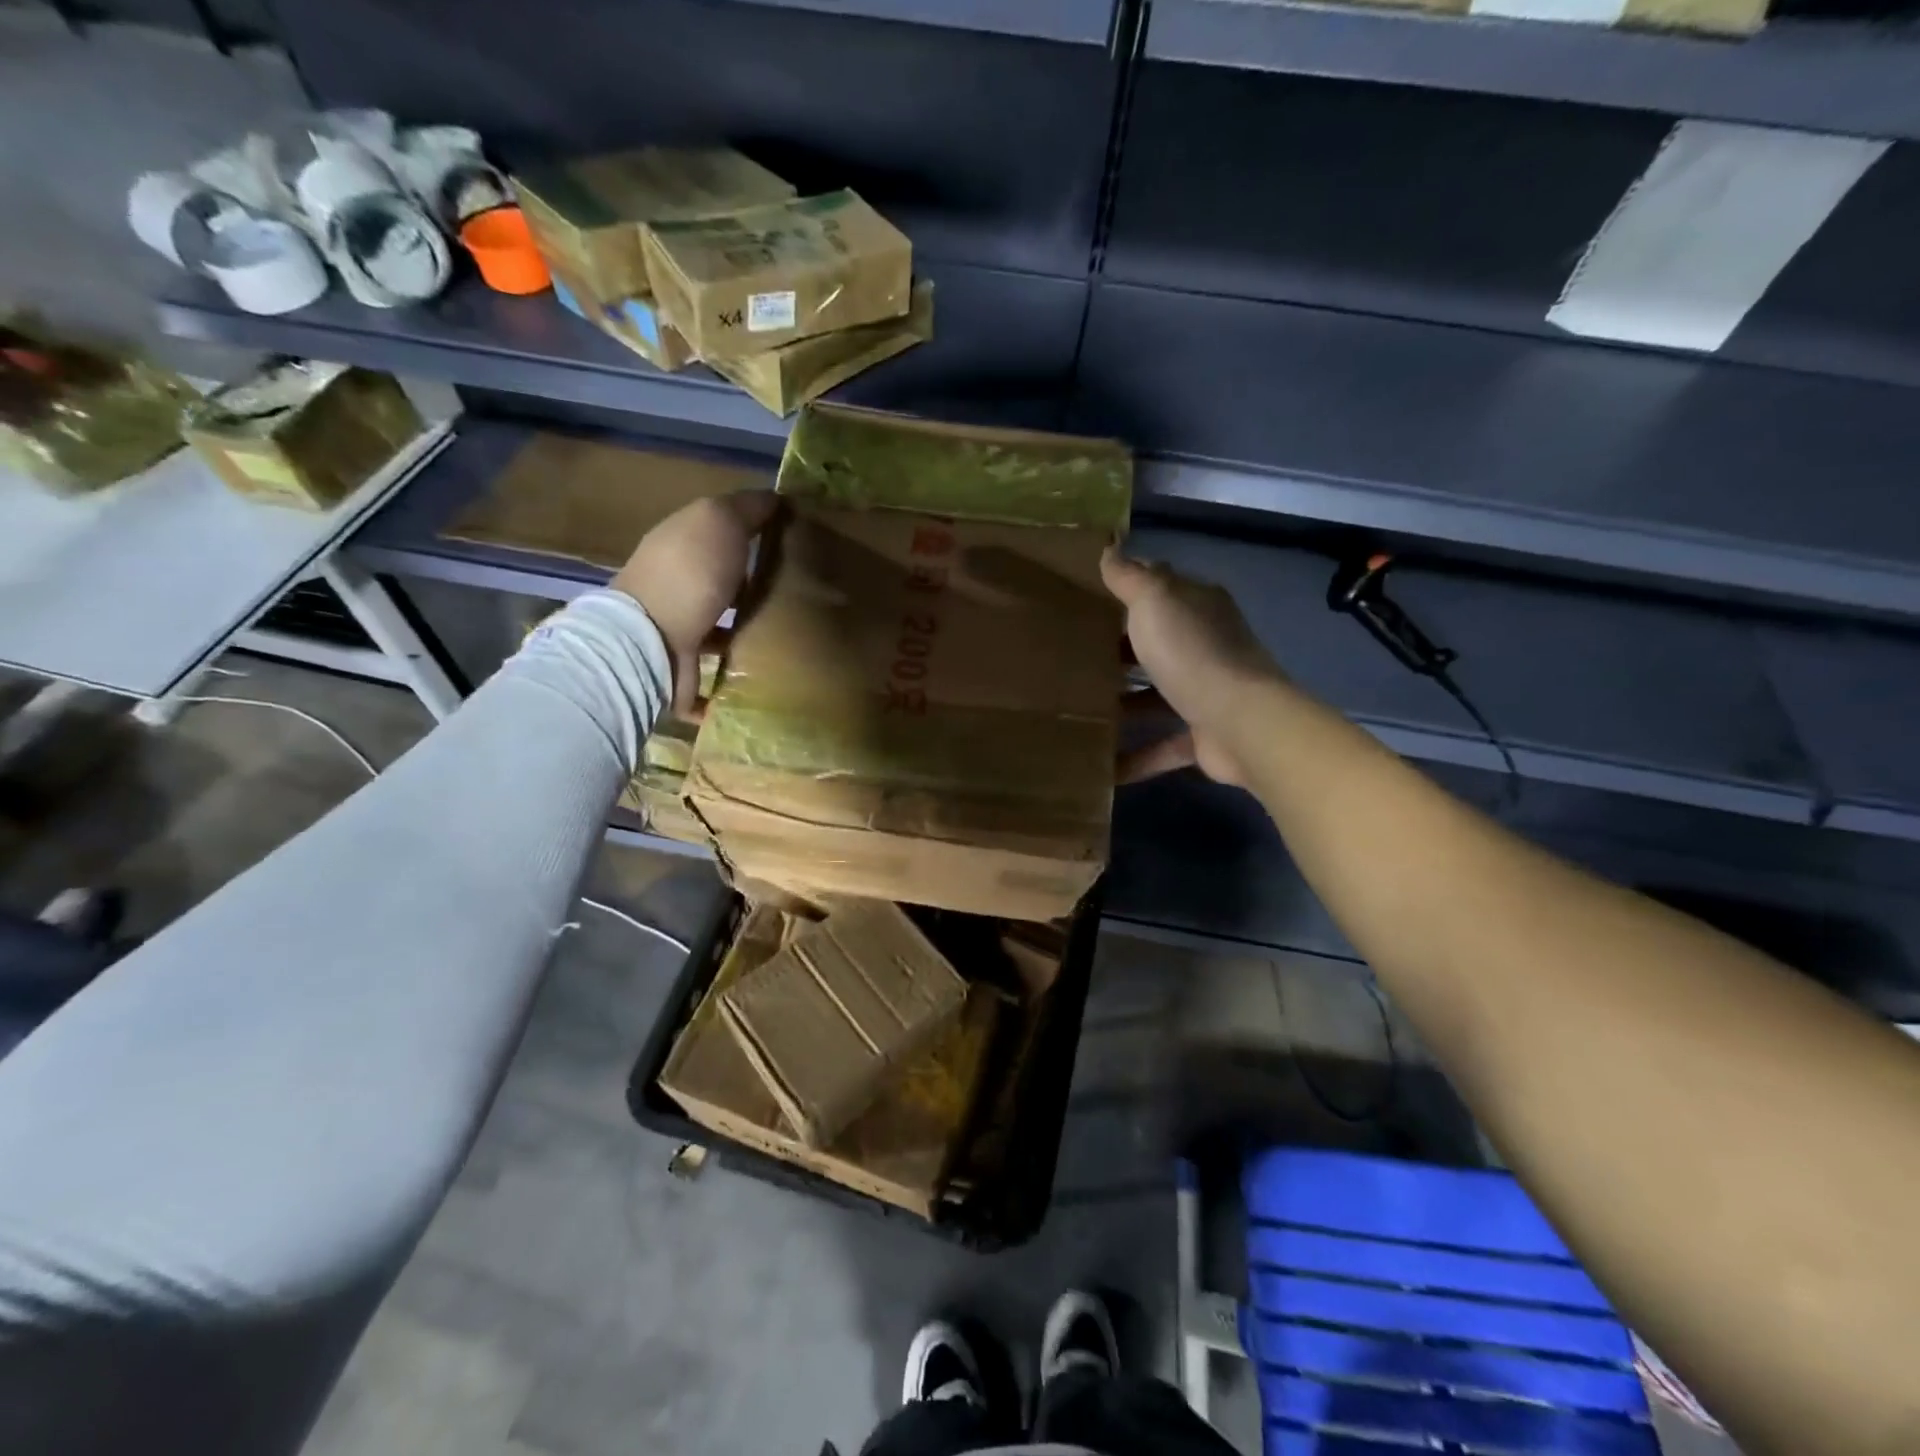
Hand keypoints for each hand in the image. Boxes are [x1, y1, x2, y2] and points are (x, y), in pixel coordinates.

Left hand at [612, 491, 778, 714]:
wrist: (654, 642)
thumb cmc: (690, 574)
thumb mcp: (720, 521)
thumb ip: (747, 508)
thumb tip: (776, 498)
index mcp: (682, 542)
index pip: (723, 529)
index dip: (757, 530)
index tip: (796, 540)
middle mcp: (678, 581)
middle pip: (725, 578)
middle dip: (756, 583)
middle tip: (803, 589)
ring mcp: (680, 625)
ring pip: (724, 621)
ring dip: (750, 626)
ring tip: (793, 631)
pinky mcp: (688, 665)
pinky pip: (722, 664)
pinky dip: (740, 667)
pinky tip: (770, 668)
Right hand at [1102, 547, 1282, 786]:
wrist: (1240, 722)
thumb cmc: (1192, 653)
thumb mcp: (1154, 601)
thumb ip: (1130, 576)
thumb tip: (1111, 547)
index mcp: (1198, 608)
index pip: (1160, 589)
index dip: (1126, 591)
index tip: (1084, 599)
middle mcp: (1206, 646)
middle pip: (1157, 644)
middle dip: (1120, 651)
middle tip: (1071, 656)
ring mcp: (1207, 693)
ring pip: (1159, 695)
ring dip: (1126, 703)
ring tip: (1079, 708)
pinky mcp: (1204, 736)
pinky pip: (1163, 746)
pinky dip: (1136, 757)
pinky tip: (1104, 768)